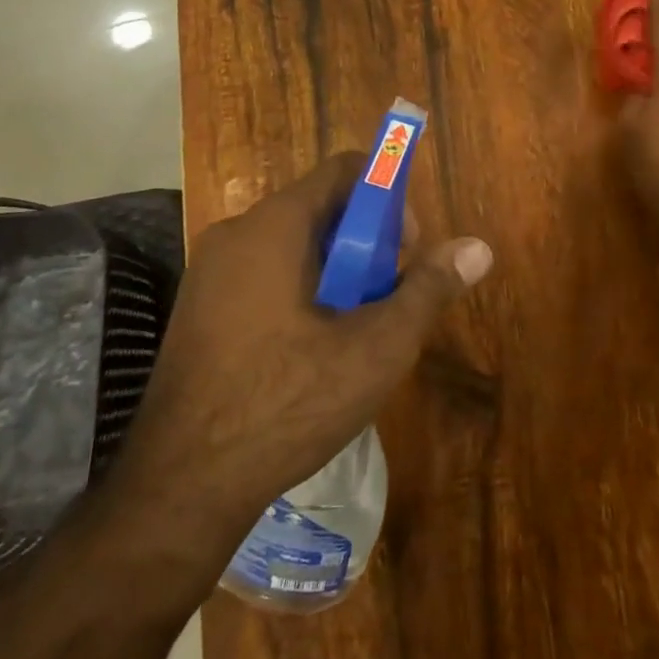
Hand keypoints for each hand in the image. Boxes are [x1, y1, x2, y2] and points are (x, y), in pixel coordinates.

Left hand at [106, 152, 492, 545]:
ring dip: (336, 274)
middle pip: (320, 209)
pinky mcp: (199, 311)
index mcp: (273, 227)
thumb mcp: (376, 348)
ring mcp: (209, 274)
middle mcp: (235, 235)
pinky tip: (312, 355)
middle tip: (386, 301)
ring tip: (354, 335)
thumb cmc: (285, 403)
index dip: (388, 197)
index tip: (405, 250)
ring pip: (294, 247)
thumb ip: (428, 289)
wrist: (180, 488)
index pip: (343, 170)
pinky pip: (264, 276)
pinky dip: (301, 294)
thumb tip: (478, 248)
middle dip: (366, 245)